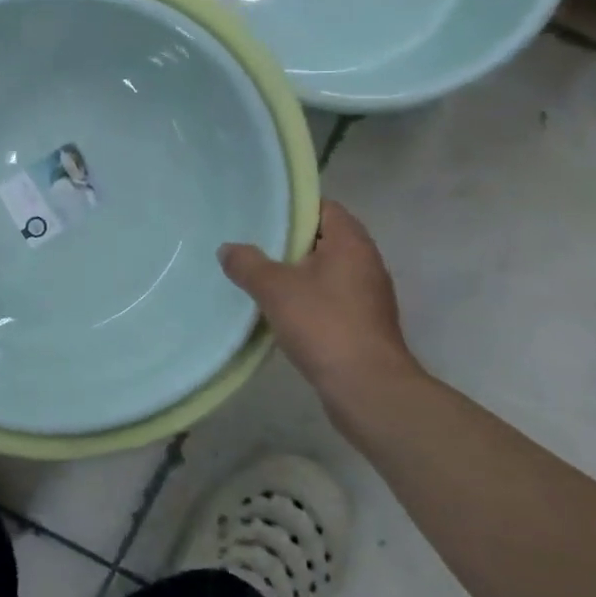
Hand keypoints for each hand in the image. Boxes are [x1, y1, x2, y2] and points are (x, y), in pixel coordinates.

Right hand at [219, 201, 423, 394]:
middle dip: (289, 242)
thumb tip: (228, 249)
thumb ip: (247, 263)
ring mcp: (368, 295)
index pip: (324, 207)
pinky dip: (307, 298)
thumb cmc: (324, 325)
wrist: (368, 389)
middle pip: (324, 239)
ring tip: (260, 277)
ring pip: (326, 271)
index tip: (262, 215)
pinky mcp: (364, 323)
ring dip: (297, 273)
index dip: (293, 208)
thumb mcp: (274, 288)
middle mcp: (366, 262)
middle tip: (253, 244)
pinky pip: (331, 298)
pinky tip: (280, 311)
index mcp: (351, 243)